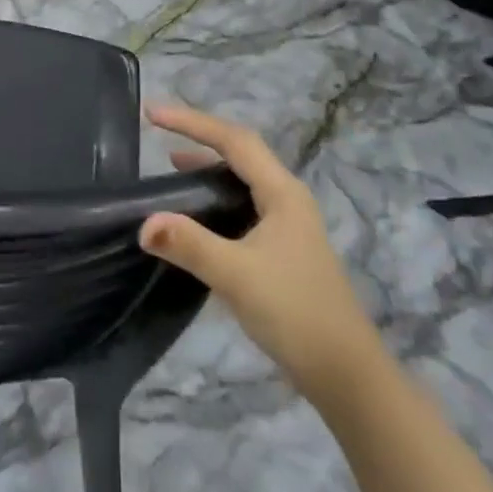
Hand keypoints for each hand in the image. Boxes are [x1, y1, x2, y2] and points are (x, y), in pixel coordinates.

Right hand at [140, 104, 370, 397]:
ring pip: (242, 180)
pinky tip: (198, 217)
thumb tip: (144, 223)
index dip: (191, 122)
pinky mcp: (284, 249)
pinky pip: (243, 205)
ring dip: (208, 168)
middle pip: (239, 152)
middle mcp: (287, 198)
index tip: (152, 114)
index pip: (232, 140)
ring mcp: (288, 224)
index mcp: (282, 192)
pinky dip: (216, 199)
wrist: (348, 376)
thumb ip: (190, 245)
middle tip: (159, 132)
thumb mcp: (237, 276)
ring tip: (171, 168)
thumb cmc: (296, 314)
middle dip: (199, 137)